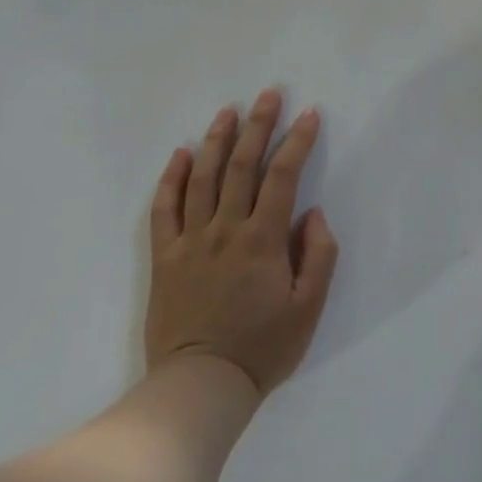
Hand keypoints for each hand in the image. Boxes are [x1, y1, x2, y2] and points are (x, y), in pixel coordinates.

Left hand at [146, 90, 338, 397]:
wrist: (199, 388)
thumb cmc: (261, 349)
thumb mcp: (308, 309)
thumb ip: (318, 255)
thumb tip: (313, 213)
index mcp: (262, 240)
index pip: (283, 176)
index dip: (297, 141)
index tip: (309, 114)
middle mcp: (225, 229)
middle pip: (241, 165)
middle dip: (258, 125)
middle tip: (268, 93)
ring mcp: (190, 241)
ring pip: (202, 178)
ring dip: (216, 140)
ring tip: (228, 111)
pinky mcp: (164, 258)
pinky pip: (163, 210)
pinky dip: (170, 179)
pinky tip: (179, 154)